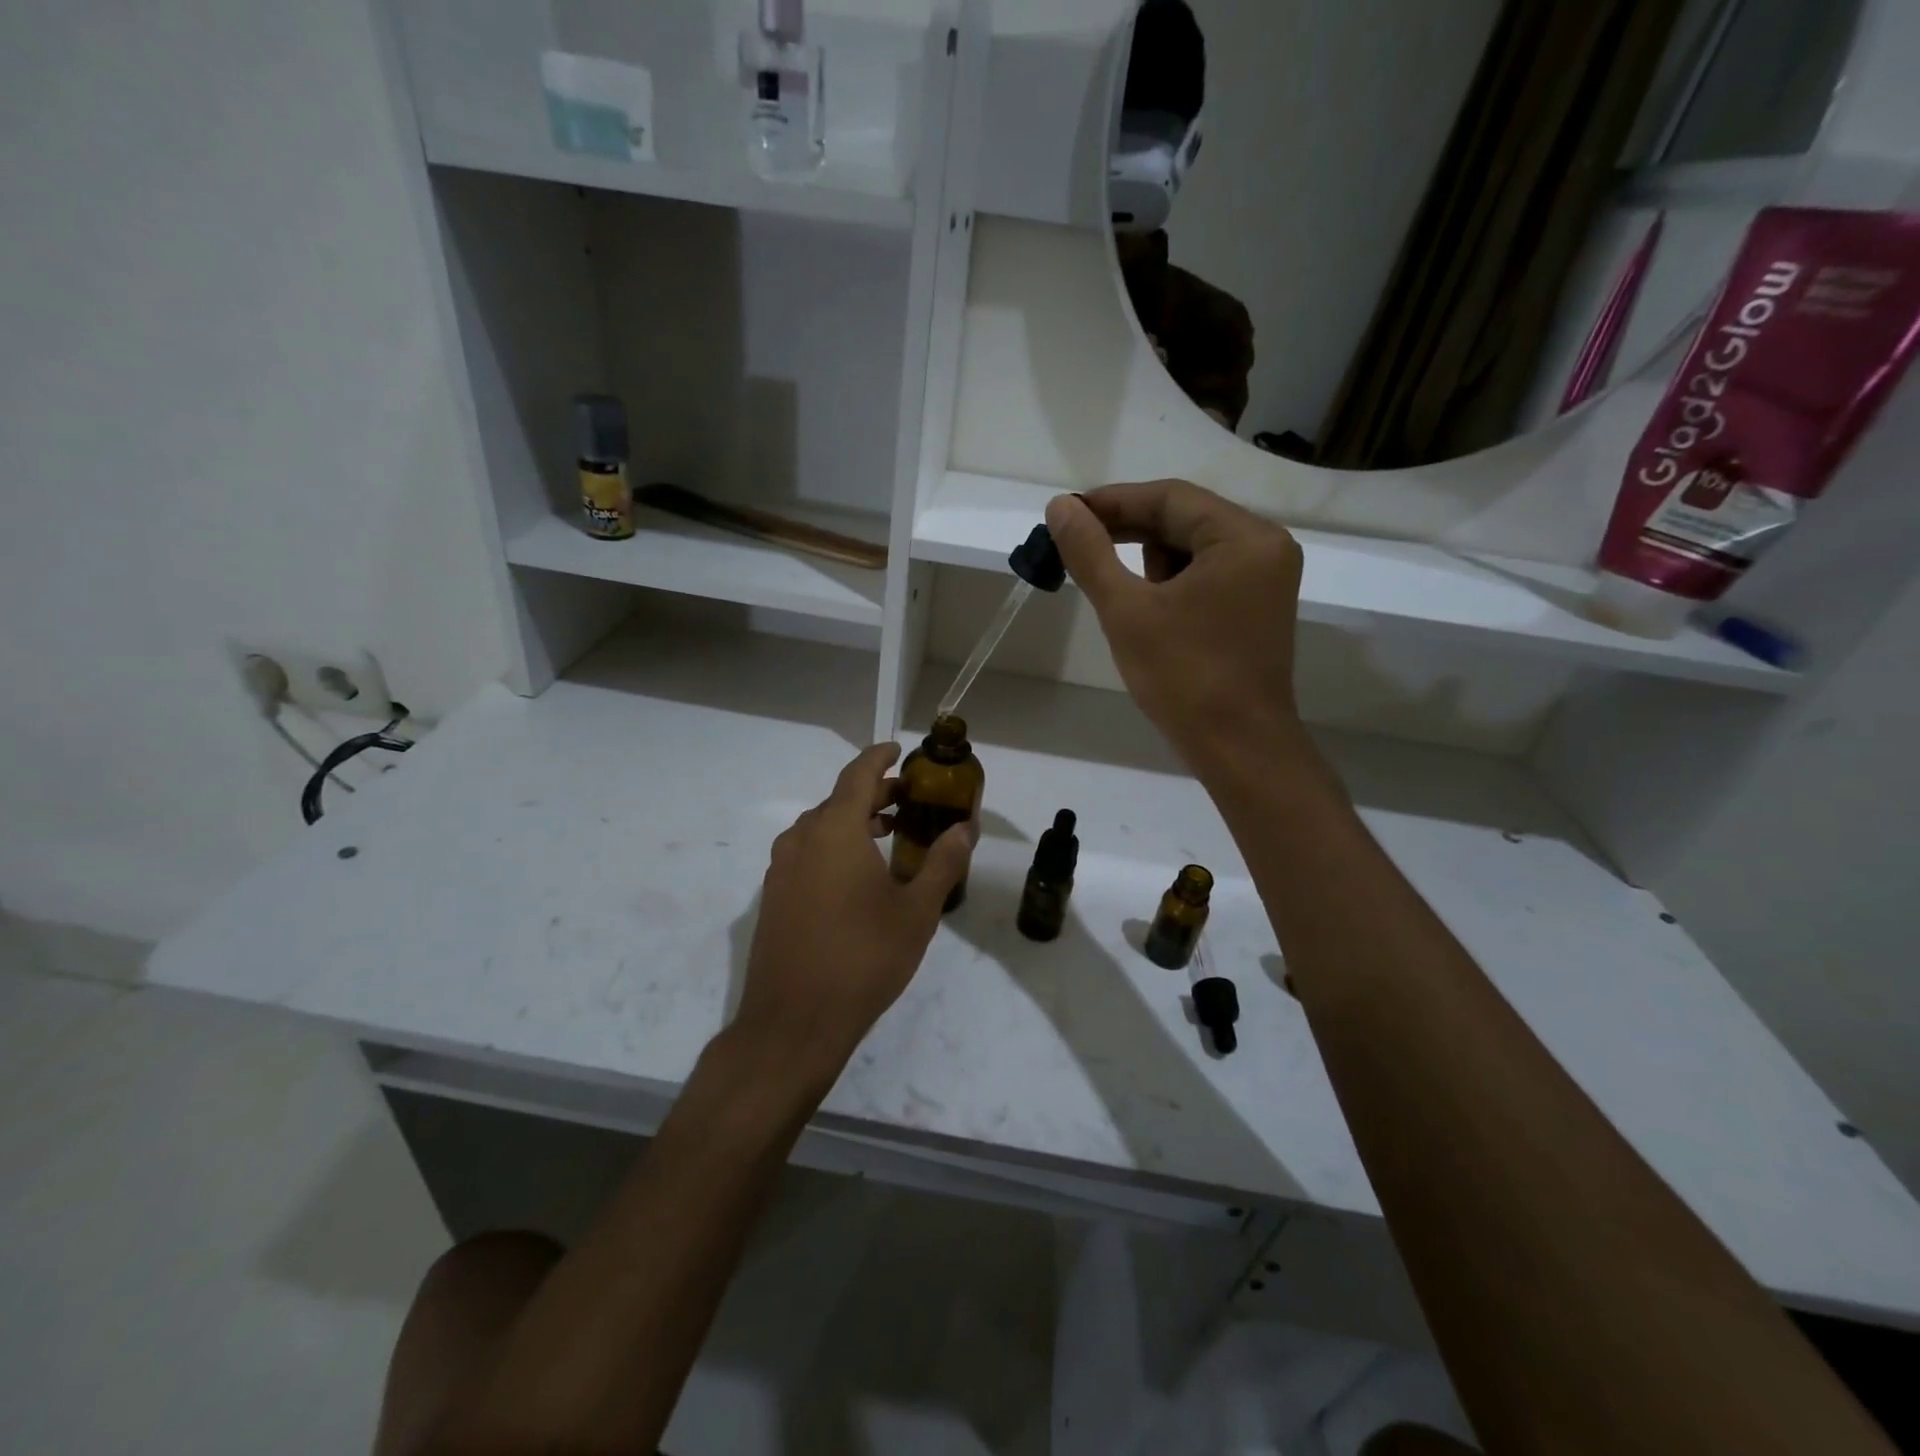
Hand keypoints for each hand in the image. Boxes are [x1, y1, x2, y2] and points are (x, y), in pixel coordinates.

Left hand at [732, 743, 975, 1089]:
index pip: (858, 775)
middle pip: (838, 800)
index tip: (899, 750)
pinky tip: (857, 875)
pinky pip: (806, 853)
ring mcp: (781, 869)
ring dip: (853, 821)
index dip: (879, 757)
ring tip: (888, 834)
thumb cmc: (864, 958)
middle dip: (874, 794)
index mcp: (835, 831)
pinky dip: (833, 846)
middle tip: (909, 800)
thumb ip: (942, 862)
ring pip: (820, 827)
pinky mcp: (773, 897)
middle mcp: (801, 839)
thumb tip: (966, 828)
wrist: (794, 1022)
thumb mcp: (916, 911)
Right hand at [1045, 481, 1304, 767]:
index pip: (1170, 497)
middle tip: (1074, 543)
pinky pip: (1206, 575)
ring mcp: (1264, 579)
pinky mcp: (1256, 608)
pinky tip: (1143, 606)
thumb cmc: (1184, 677)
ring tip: (1111, 585)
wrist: (1239, 749)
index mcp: (1244, 538)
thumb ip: (1090, 553)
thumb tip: (1058, 507)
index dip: (1112, 501)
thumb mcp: (1127, 610)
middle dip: (1127, 530)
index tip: (1065, 513)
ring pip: (1193, 548)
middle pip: (1184, 518)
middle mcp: (1264, 547)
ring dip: (1147, 558)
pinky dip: (1170, 582)